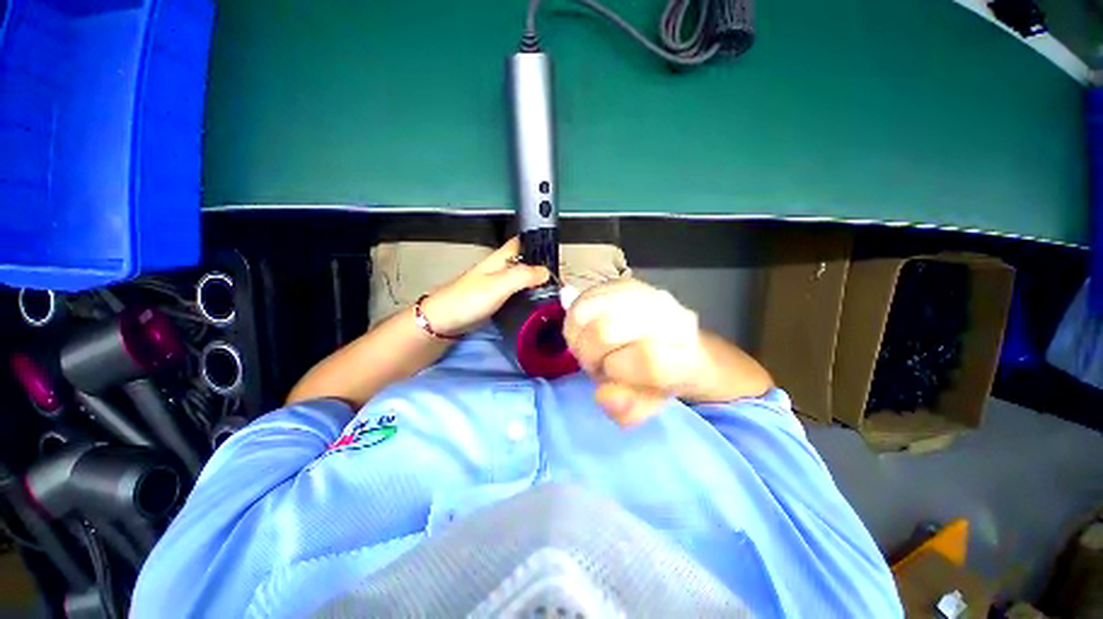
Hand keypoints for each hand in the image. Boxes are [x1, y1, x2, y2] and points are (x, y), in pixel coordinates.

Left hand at [421, 238, 549, 335]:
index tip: (560, 256)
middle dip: (544, 266)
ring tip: (558, 291)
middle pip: (527, 261)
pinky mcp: (497, 298)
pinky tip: (540, 302)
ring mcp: (499, 283)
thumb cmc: (470, 299)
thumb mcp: (499, 284)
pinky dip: (530, 294)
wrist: (444, 321)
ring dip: (539, 281)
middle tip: (563, 279)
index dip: (541, 245)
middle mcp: (502, 267)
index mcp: (501, 257)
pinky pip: (519, 292)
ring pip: (524, 277)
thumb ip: (524, 276)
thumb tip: (547, 272)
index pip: (525, 242)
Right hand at [563, 278, 707, 425]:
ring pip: (586, 311)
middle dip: (589, 355)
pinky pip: (581, 298)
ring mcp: (642, 292)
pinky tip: (586, 330)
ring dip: (579, 336)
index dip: (617, 371)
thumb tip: (602, 394)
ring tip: (590, 347)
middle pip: (604, 331)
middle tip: (596, 364)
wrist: (675, 343)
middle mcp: (667, 314)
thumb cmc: (661, 380)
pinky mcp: (620, 282)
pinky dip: (575, 320)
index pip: (648, 360)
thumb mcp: (648, 405)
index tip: (612, 376)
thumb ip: (628, 409)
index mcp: (685, 352)